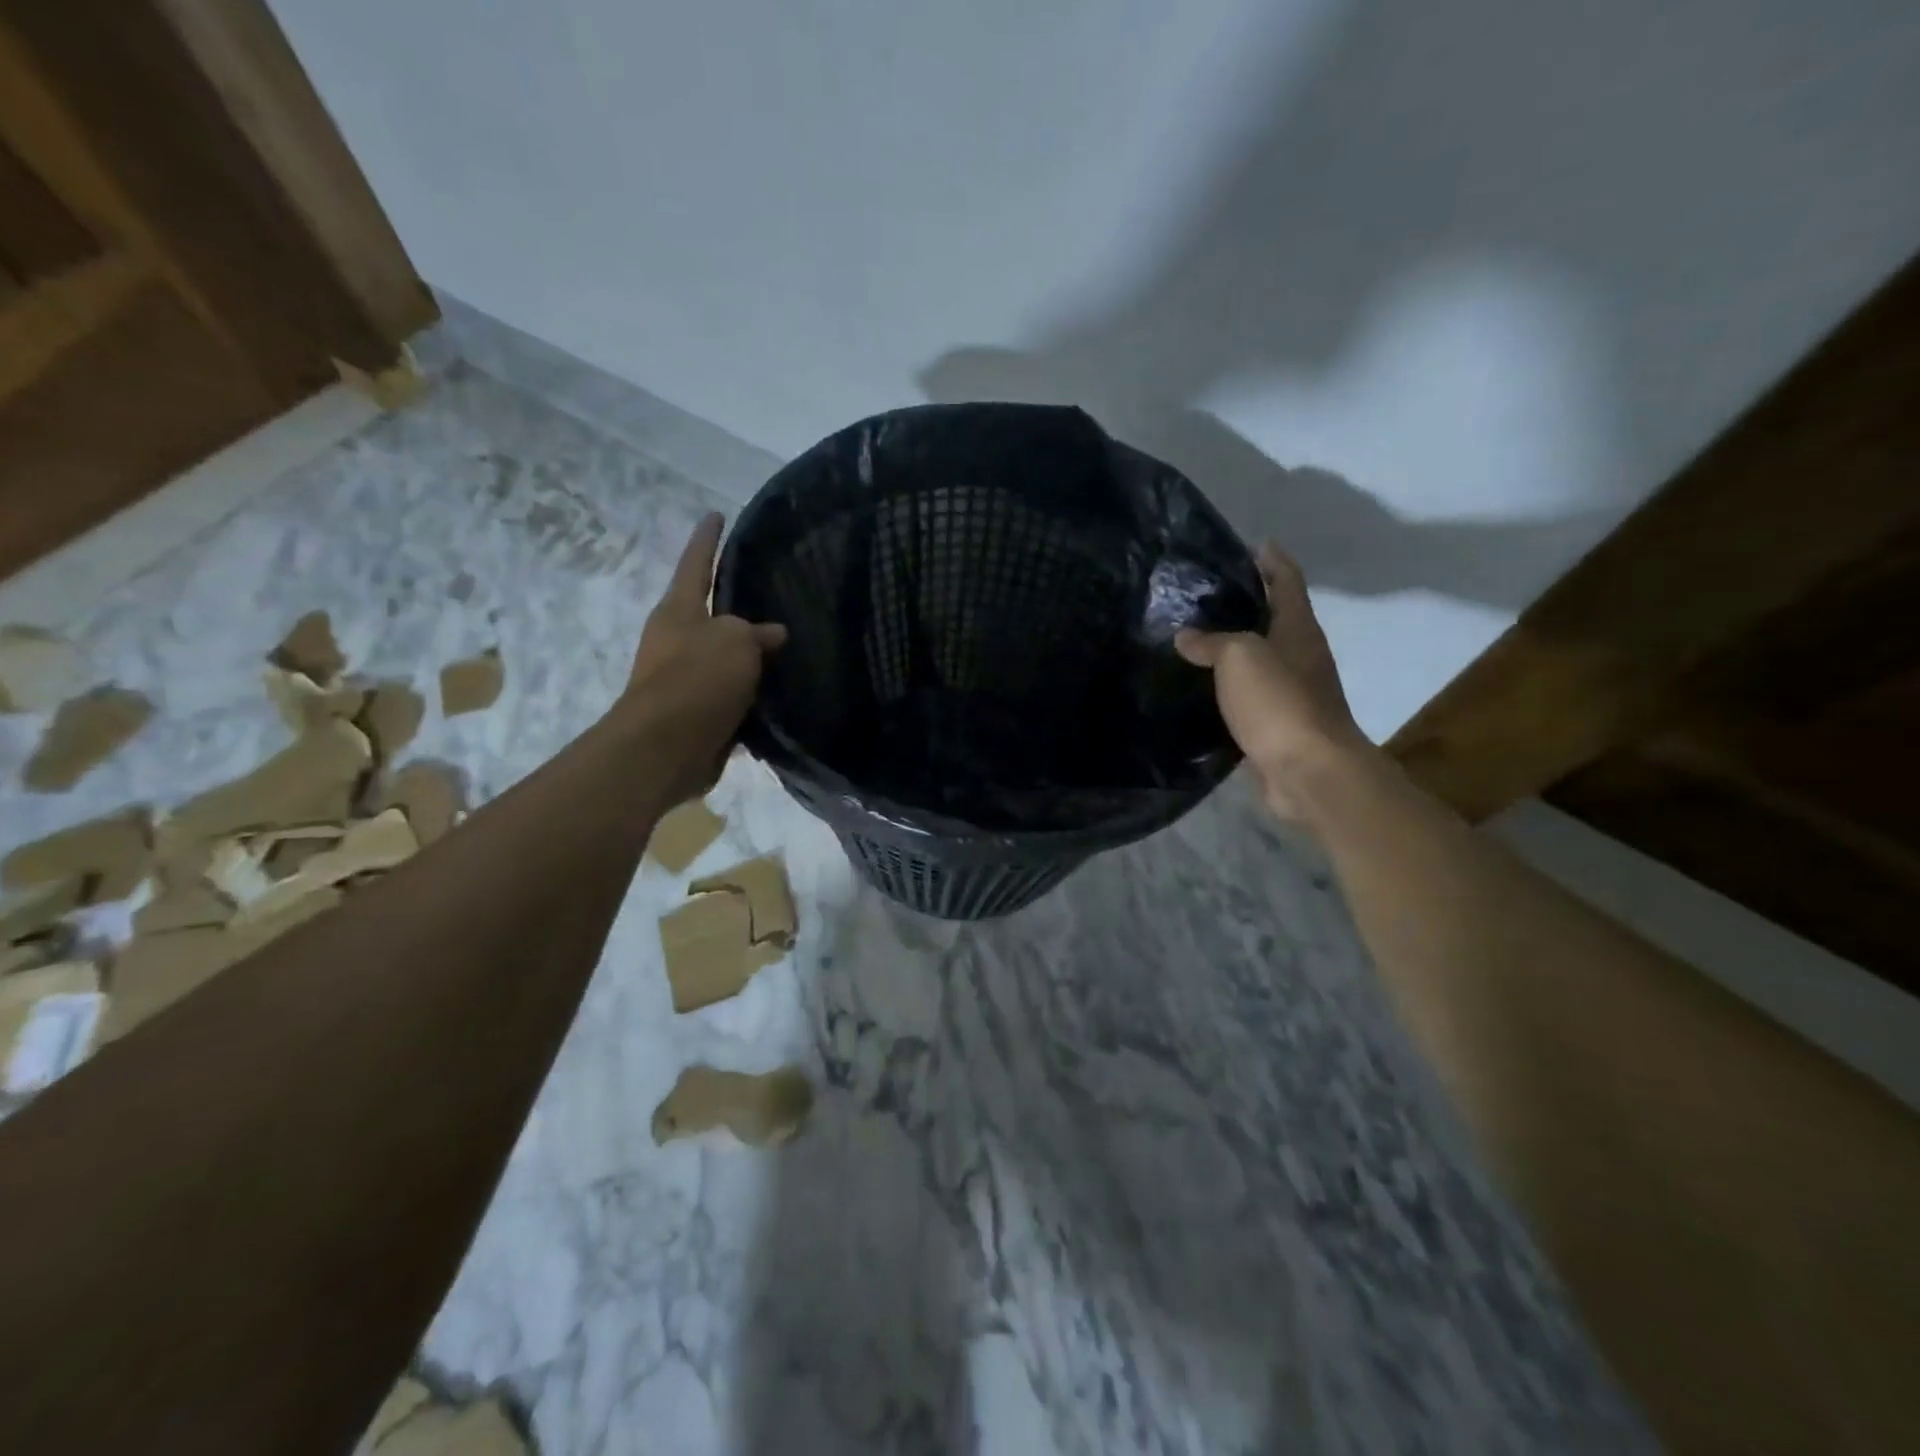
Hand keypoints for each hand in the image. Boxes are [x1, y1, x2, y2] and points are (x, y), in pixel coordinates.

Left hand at [618, 513, 786, 798]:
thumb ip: (755, 632)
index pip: (696, 562)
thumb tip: (772, 634)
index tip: (717, 513)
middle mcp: (677, 639)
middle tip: (773, 590)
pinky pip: (732, 693)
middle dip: (735, 602)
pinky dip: (752, 691)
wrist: (666, 748)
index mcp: (679, 610)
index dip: (708, 538)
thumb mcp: (735, 642)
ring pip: (724, 656)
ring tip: (788, 644)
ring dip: (749, 653)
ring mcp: (684, 677)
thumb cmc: (697, 680)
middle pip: (709, 611)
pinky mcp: (697, 713)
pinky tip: (782, 690)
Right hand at [1176, 543, 1369, 817]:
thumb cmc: (1279, 701)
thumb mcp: (1240, 658)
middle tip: (1210, 592)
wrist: (1307, 770)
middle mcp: (1302, 655)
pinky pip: (1251, 694)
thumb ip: (1211, 642)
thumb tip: (1186, 636)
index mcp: (1298, 629)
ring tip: (1199, 637)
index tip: (1255, 543)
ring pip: (1262, 658)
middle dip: (1252, 602)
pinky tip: (1205, 687)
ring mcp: (1294, 691)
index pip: (1287, 582)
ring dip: (1238, 646)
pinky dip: (1231, 686)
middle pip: (1277, 618)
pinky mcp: (1279, 724)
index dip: (1273, 560)